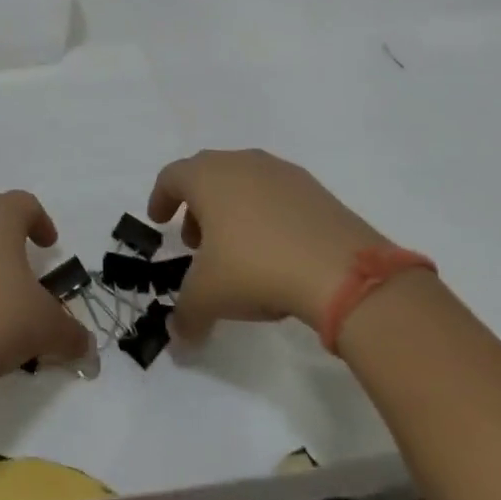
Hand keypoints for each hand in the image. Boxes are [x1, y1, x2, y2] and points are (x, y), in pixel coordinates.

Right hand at [147, 149, 390, 344]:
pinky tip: (274, 250)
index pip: (172, 176)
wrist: (341, 270)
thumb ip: (185, 314)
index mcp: (207, 177)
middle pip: (208, 175)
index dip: (160, 198)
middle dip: (196, 207)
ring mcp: (281, 172)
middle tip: (195, 241)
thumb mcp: (209, 297)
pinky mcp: (315, 190)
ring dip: (231, 209)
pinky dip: (265, 215)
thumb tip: (178, 337)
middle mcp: (241, 163)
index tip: (159, 221)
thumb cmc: (256, 267)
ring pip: (244, 182)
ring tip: (236, 249)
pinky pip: (276, 196)